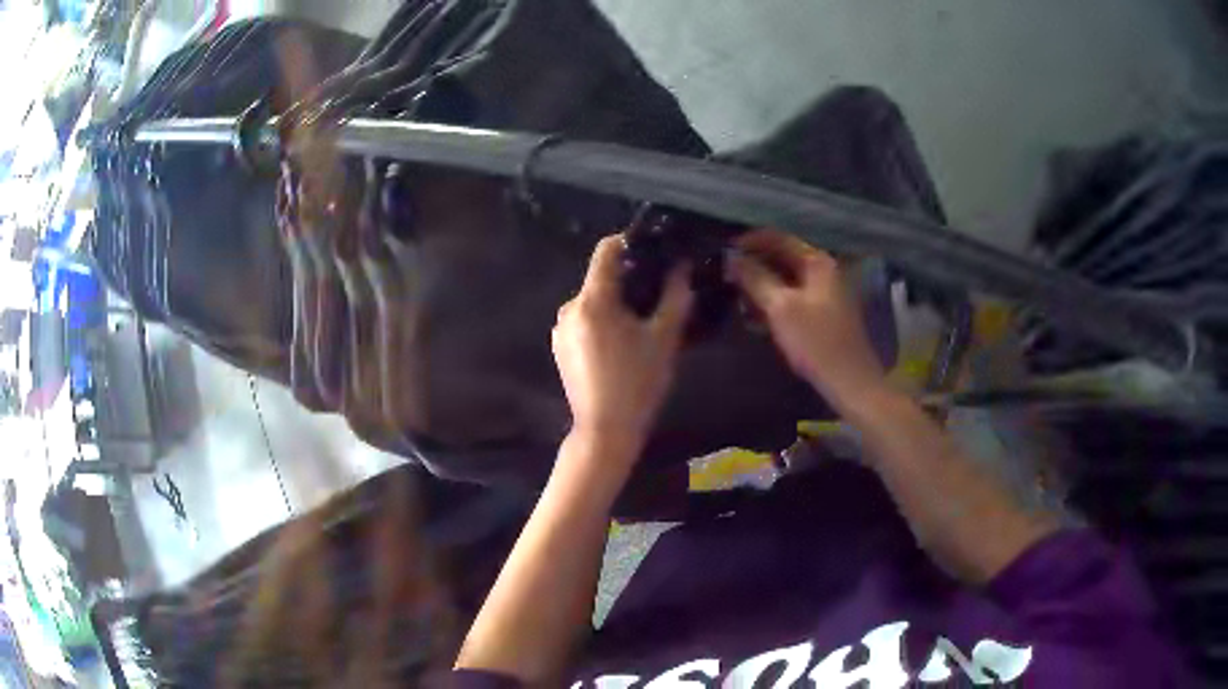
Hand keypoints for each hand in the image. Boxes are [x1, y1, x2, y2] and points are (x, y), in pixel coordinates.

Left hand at [553, 235, 693, 456]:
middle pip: (600, 277)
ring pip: (593, 300)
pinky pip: (584, 319)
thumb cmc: (638, 383)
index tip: (654, 252)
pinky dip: (602, 321)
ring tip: (642, 324)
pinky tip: (621, 344)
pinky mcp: (559, 346)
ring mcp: (560, 328)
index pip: (606, 249)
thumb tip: (681, 266)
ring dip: (616, 303)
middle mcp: (569, 307)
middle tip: (658, 295)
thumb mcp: (665, 338)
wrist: (605, 431)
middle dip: (629, 280)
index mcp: (593, 300)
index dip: (630, 242)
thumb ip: (675, 295)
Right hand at [728, 229, 886, 408]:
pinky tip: (756, 316)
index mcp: (817, 262)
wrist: (849, 381)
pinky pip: (792, 297)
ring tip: (737, 298)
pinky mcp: (822, 313)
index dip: (748, 242)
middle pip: (781, 257)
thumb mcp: (781, 308)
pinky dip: (773, 301)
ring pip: (785, 279)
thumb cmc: (816, 342)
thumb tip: (731, 258)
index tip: (723, 253)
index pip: (777, 238)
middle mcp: (823, 270)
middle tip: (726, 278)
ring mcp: (824, 292)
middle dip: (753, 265)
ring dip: (761, 285)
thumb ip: (755, 278)